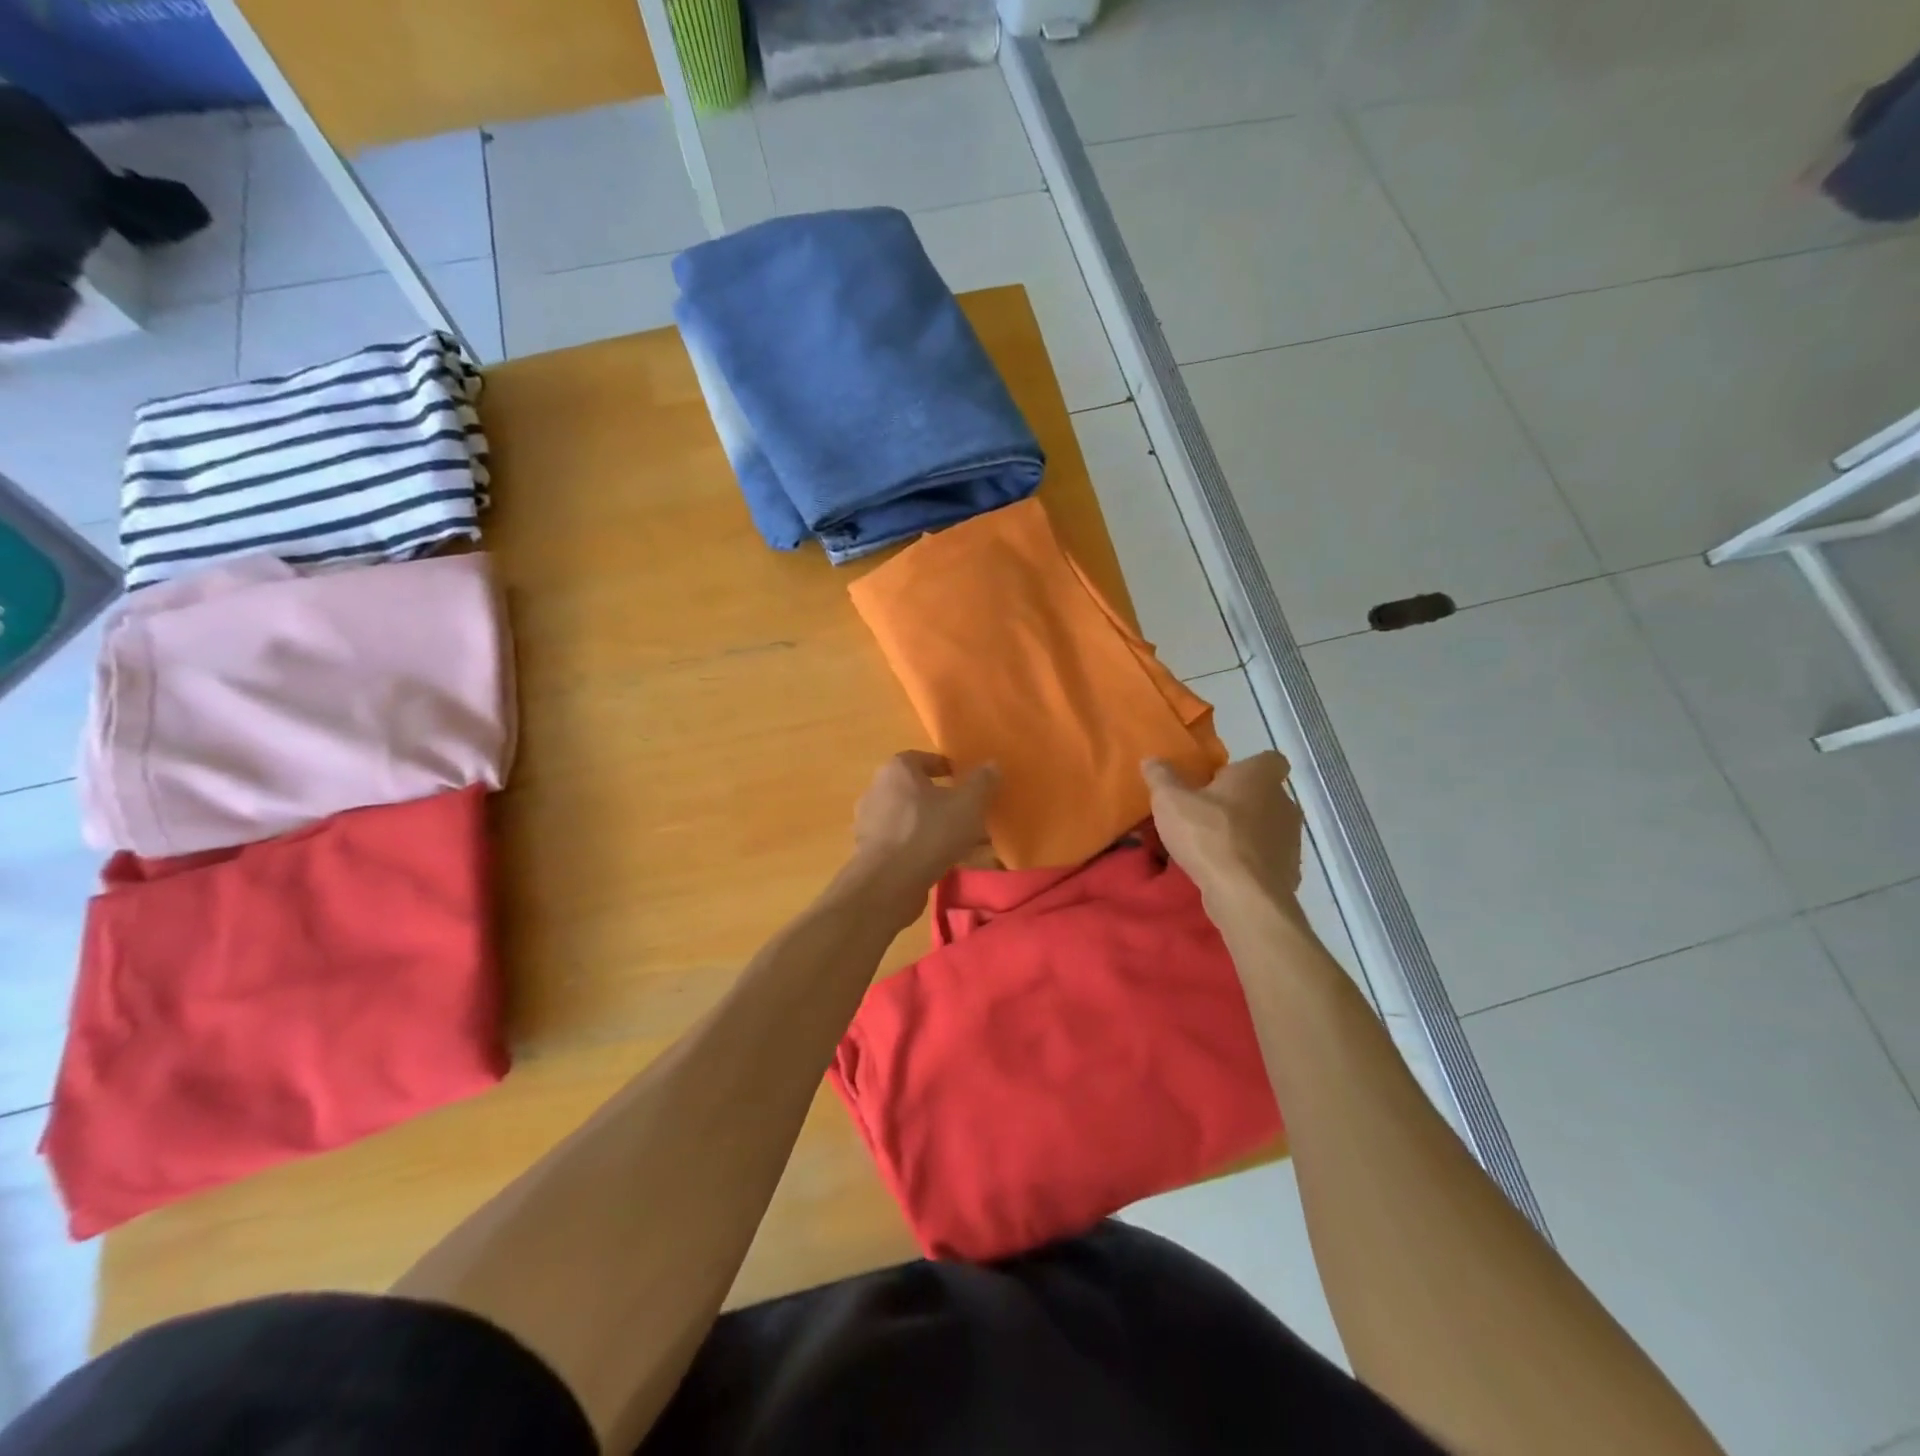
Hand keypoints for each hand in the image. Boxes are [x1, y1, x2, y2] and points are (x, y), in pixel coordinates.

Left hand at [850, 752, 999, 908]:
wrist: (889, 883)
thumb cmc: (929, 832)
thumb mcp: (967, 804)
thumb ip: (982, 782)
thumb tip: (992, 764)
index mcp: (897, 770)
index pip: (921, 758)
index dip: (944, 766)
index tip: (963, 778)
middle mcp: (877, 790)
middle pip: (917, 791)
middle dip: (944, 801)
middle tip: (968, 812)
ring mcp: (871, 824)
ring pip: (913, 820)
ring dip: (937, 827)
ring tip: (966, 842)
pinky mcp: (872, 853)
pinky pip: (905, 843)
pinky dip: (925, 848)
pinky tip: (948, 862)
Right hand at [1143, 751, 1302, 903]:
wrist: (1243, 894)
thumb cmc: (1208, 835)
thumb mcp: (1170, 800)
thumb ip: (1161, 776)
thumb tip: (1152, 759)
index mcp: (1260, 777)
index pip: (1269, 760)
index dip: (1247, 768)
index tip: (1222, 780)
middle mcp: (1284, 802)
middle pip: (1265, 795)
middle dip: (1241, 802)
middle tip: (1208, 814)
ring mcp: (1291, 839)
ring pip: (1268, 828)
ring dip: (1247, 833)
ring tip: (1213, 846)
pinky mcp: (1290, 871)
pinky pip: (1268, 859)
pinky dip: (1251, 862)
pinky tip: (1226, 872)